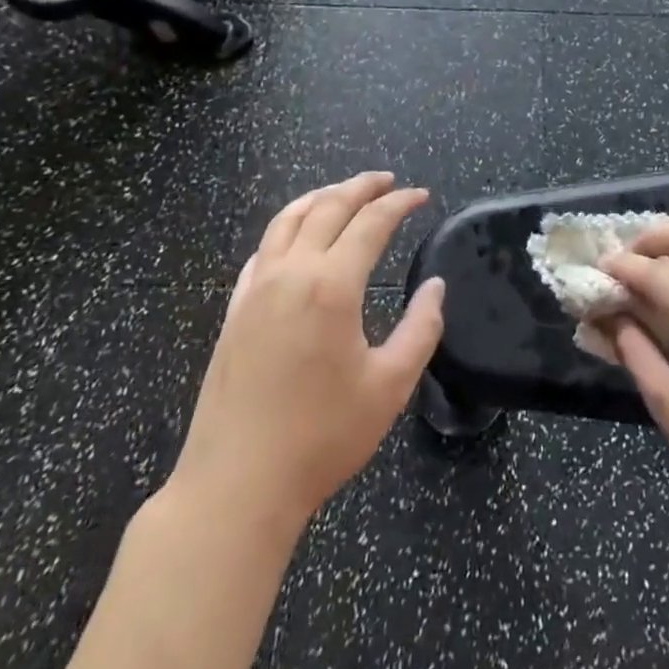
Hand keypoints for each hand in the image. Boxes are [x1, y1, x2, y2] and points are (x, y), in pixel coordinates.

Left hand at [170, 172, 445, 529]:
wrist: (236, 487)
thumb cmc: (321, 438)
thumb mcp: (390, 386)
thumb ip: (421, 329)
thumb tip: (434, 287)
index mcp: (331, 286)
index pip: (371, 223)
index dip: (399, 203)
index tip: (421, 195)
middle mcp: (291, 273)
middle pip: (328, 207)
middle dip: (362, 187)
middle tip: (388, 181)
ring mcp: (256, 289)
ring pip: (288, 220)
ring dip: (321, 197)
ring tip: (344, 192)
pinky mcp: (234, 310)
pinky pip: (262, 249)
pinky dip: (286, 228)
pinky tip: (296, 238)